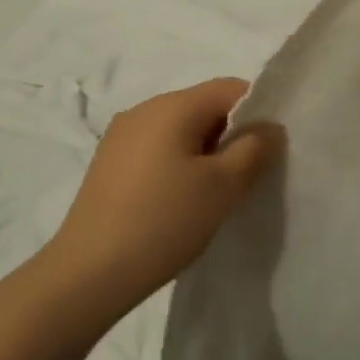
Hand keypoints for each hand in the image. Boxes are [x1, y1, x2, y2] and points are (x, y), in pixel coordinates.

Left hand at [40, 78, 283, 320]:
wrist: (90, 270)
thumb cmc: (164, 221)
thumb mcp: (222, 187)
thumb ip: (254, 150)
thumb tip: (269, 127)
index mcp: (173, 105)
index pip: (230, 88)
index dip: (258, 111)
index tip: (269, 149)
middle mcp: (144, 109)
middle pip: (203, 106)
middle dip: (230, 134)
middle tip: (246, 177)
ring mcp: (121, 134)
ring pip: (179, 129)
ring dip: (203, 151)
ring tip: (212, 194)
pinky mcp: (108, 161)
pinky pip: (156, 147)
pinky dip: (177, 162)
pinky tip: (178, 200)